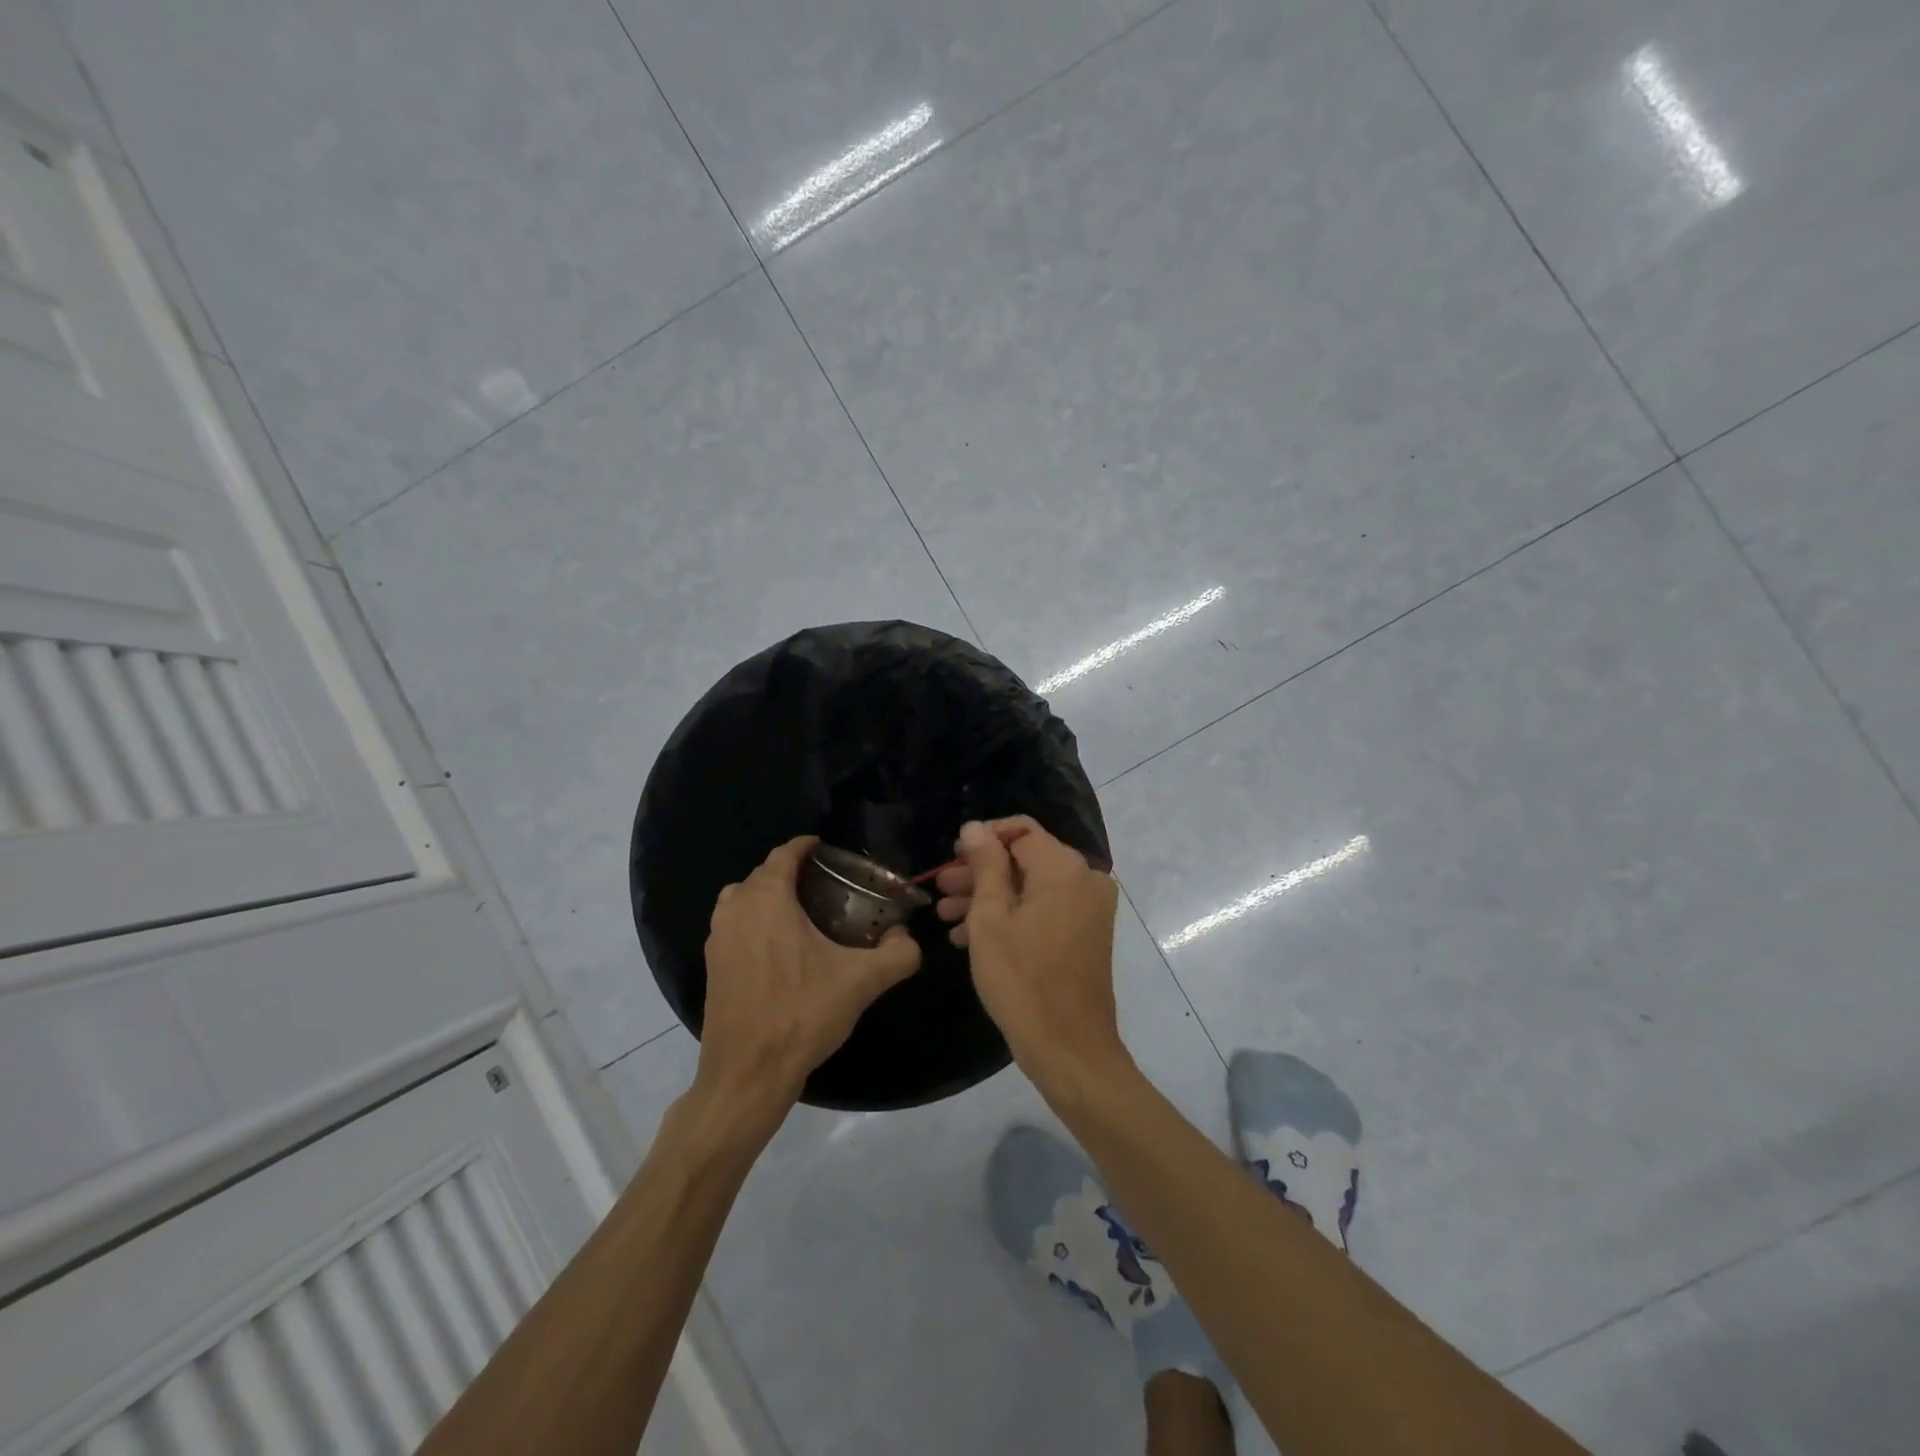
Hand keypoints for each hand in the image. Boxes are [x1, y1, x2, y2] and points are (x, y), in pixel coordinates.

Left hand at [698, 835, 920, 1134]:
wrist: (747, 1074)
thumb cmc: (802, 1015)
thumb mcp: (862, 982)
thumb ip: (898, 954)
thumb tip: (908, 939)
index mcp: (767, 900)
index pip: (783, 854)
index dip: (805, 846)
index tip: (826, 847)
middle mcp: (735, 910)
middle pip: (762, 874)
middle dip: (790, 871)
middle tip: (825, 883)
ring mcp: (716, 938)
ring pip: (741, 899)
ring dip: (766, 896)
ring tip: (800, 911)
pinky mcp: (710, 966)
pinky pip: (732, 925)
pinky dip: (752, 921)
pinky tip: (779, 948)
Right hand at [946, 818, 1129, 1094]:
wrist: (1069, 1048)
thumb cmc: (1022, 980)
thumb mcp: (990, 919)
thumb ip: (985, 864)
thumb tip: (975, 826)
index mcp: (1064, 868)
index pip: (1020, 829)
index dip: (982, 839)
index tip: (951, 858)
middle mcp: (1085, 879)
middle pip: (1025, 858)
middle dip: (981, 872)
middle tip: (941, 888)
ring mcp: (1090, 907)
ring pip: (1032, 886)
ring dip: (991, 897)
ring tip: (947, 916)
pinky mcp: (1087, 932)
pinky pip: (1046, 909)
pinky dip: (1013, 916)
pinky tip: (971, 936)